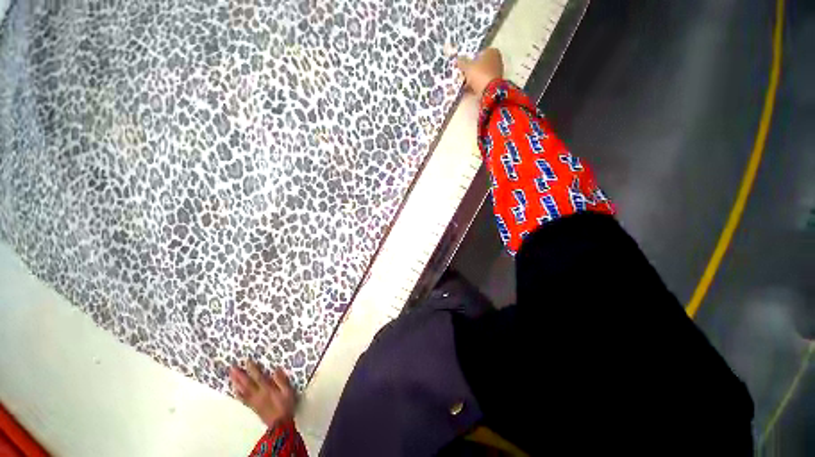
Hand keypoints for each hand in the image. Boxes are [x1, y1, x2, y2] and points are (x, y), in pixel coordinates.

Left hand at [230, 361, 295, 427]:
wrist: (280, 424)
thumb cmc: (286, 405)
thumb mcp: (288, 392)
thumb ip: (282, 381)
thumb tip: (276, 369)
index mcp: (267, 389)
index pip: (258, 377)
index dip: (252, 369)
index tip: (247, 361)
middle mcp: (258, 394)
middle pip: (247, 383)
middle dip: (239, 375)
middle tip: (232, 367)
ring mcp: (254, 401)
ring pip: (243, 391)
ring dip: (236, 383)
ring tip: (231, 376)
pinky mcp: (253, 407)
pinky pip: (243, 399)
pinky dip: (238, 394)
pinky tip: (235, 390)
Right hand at [456, 48, 503, 95]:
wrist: (489, 91)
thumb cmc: (479, 74)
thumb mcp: (467, 67)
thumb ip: (461, 62)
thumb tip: (456, 60)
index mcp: (491, 51)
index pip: (477, 54)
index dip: (469, 61)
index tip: (463, 68)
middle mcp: (496, 59)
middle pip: (479, 65)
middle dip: (470, 71)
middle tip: (463, 77)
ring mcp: (496, 72)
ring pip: (480, 74)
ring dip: (472, 80)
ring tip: (465, 85)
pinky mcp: (494, 83)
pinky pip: (483, 82)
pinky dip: (476, 85)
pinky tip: (470, 90)